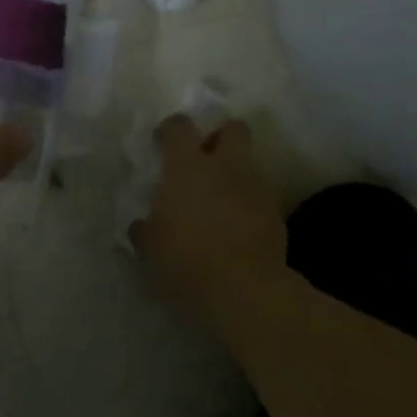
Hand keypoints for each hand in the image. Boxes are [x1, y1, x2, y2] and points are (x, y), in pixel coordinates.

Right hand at [131, 116, 287, 328]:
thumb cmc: (185, 261)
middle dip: (220, 137)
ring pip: (248, 164)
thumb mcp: (150, 250)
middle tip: (204, 160)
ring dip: (234, 175)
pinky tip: (236, 227)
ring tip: (218, 201)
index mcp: (186, 168)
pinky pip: (259, 196)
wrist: (243, 289)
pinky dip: (248, 204)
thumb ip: (144, 231)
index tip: (161, 142)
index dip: (170, 129)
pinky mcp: (275, 213)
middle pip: (233, 129)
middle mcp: (224, 167)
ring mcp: (254, 187)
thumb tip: (141, 226)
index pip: (179, 127)